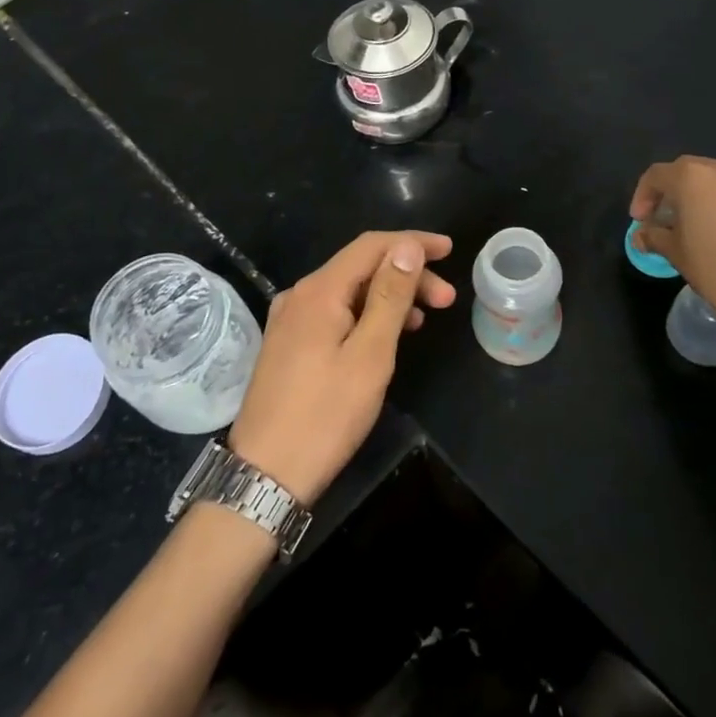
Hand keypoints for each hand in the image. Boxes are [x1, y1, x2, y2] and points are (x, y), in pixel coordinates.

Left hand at [227, 231, 456, 504]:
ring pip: (348, 291)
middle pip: (359, 267)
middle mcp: (299, 295)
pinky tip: (386, 336)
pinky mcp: (288, 344)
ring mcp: (290, 320)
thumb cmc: (326, 415)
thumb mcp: (370, 355)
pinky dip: (365, 315)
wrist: (266, 473)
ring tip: (423, 320)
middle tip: (447, 300)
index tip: (449, 251)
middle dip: (406, 275)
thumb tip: (405, 246)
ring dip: (388, 297)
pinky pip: (334, 312)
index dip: (412, 243)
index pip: (370, 246)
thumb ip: (390, 296)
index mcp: (318, 291)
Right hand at [630, 157, 715, 319]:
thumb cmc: (714, 267)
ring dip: (700, 196)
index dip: (642, 196)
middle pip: (687, 172)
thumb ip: (654, 236)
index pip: (656, 175)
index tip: (640, 220)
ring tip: (696, 223)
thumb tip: (642, 235)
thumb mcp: (675, 253)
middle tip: (664, 218)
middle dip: (671, 192)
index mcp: (692, 178)